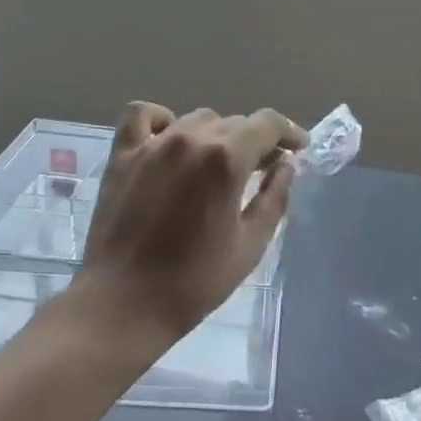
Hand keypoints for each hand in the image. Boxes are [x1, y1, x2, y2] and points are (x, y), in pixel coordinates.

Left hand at [75, 103, 307, 347]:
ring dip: (216, 135)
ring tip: (218, 163)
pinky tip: (171, 140)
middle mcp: (191, 139)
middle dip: (255, 141)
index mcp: (226, 159)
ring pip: (197, 119)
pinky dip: (162, 120)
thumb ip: (274, 198)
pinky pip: (143, 115)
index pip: (268, 123)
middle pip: (234, 122)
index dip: (289, 132)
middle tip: (262, 169)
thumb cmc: (194, 282)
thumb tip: (285, 166)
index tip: (298, 148)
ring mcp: (152, 144)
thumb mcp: (251, 245)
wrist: (123, 305)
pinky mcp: (122, 155)